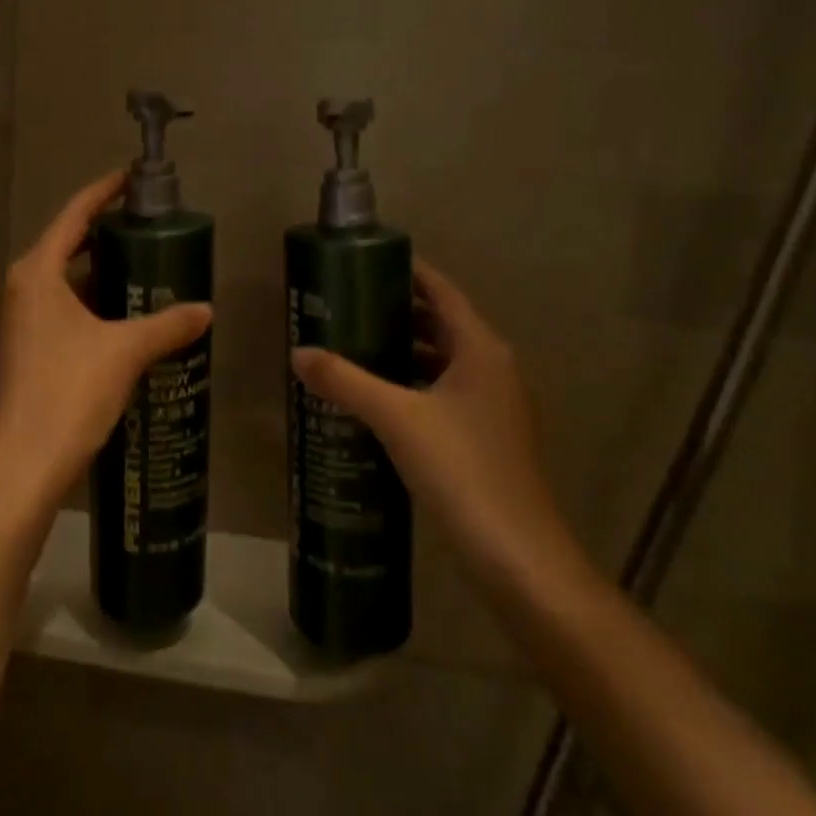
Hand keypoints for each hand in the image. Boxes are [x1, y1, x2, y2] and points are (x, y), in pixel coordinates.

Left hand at [0, 170, 212, 518]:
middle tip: (147, 227)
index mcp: (36, 272)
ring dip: (97, 273)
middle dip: (104, 234)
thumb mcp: (125, 351)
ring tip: (142, 268)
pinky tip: (120, 317)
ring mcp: (16, 320)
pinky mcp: (21, 348)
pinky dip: (88, 303)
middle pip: (65, 245)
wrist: (23, 464)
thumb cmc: (68, 392)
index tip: (130, 178)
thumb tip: (206, 311)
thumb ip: (167, 325)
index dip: (102, 192)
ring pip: (62, 281)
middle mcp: (20, 288)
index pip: (73, 215)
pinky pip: (59, 309)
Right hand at [290, 263, 579, 592]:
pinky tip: (377, 397)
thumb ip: (345, 381)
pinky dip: (412, 383)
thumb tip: (299, 352)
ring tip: (353, 345)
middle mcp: (493, 368)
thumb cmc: (462, 469)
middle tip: (346, 304)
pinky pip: (443, 391)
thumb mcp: (396, 418)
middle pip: (442, 323)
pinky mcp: (486, 436)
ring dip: (403, 350)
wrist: (517, 554)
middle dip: (396, 311)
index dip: (408, 271)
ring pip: (442, 360)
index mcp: (481, 350)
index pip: (442, 291)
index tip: (364, 261)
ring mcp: (493, 404)